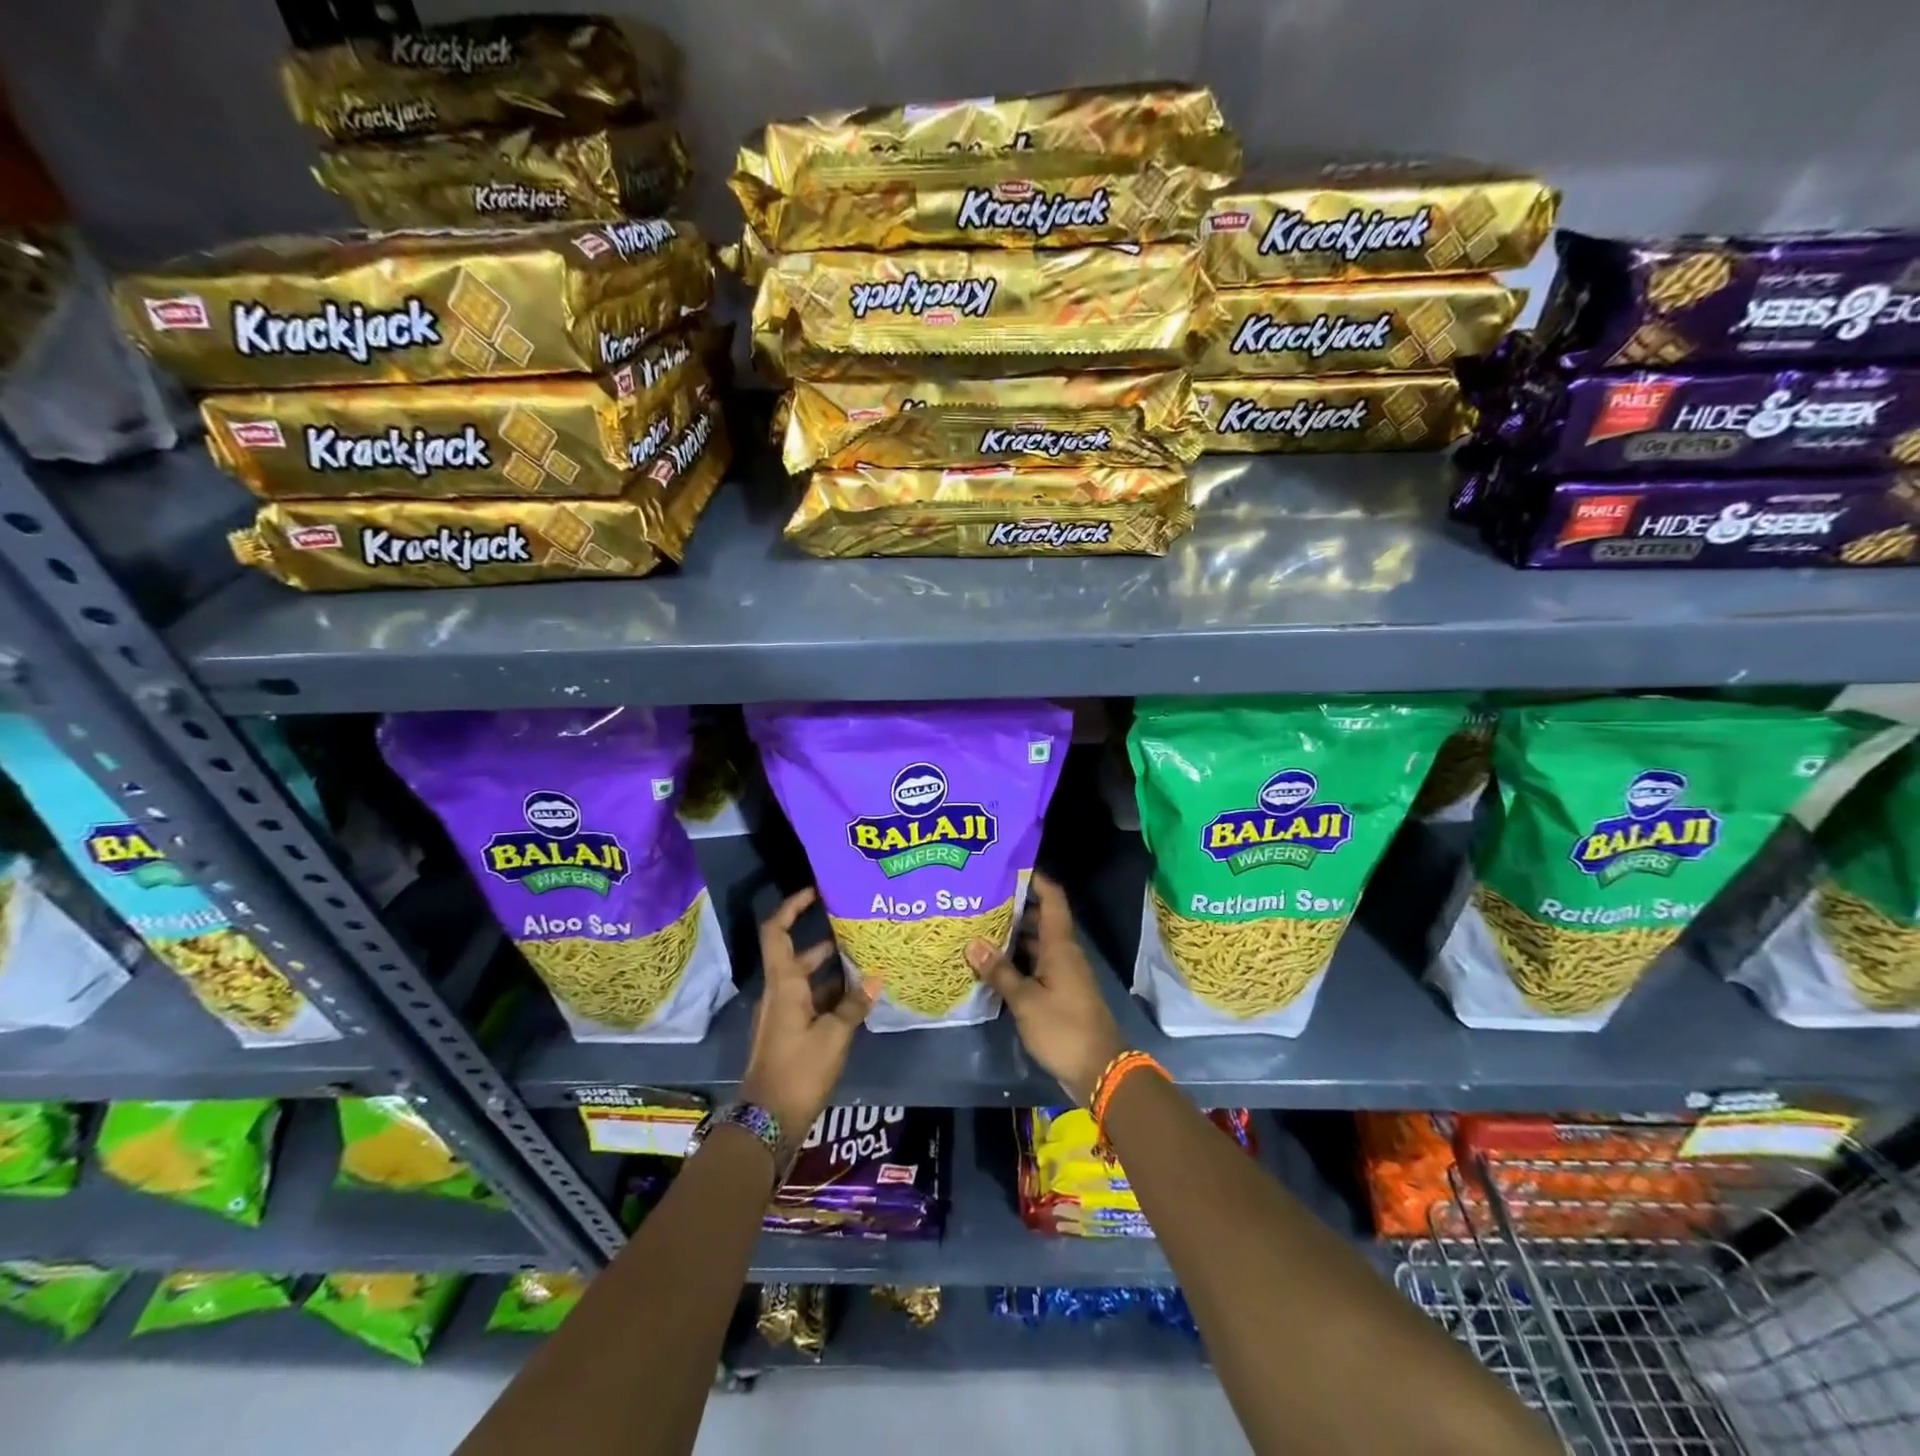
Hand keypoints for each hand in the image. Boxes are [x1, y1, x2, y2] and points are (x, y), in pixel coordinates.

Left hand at [740, 888, 879, 1138]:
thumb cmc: (799, 1070)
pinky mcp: (790, 1033)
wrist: (768, 1121)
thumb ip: (854, 1005)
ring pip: (806, 979)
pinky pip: (810, 1001)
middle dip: (824, 939)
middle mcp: (779, 992)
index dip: (792, 907)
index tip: (815, 892)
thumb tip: (875, 978)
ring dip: (831, 969)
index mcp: (783, 984)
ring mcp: (783, 1014)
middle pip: (796, 954)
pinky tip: (857, 997)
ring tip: (865, 959)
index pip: (777, 932)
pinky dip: (830, 994)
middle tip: (855, 927)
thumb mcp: (834, 1035)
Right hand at [967, 872, 1124, 1105]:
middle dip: (1013, 908)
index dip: (1035, 879)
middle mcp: (1064, 952)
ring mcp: (1063, 973)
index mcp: (1060, 945)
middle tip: (980, 900)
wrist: (1100, 1070)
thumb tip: (972, 943)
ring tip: (979, 929)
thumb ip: (999, 971)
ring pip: (1037, 944)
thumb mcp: (1025, 1000)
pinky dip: (1017, 961)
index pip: (1052, 899)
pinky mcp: (1060, 993)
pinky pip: (1037, 965)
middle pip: (1040, 919)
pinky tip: (993, 965)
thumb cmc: (1063, 1028)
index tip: (1009, 866)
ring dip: (1013, 937)